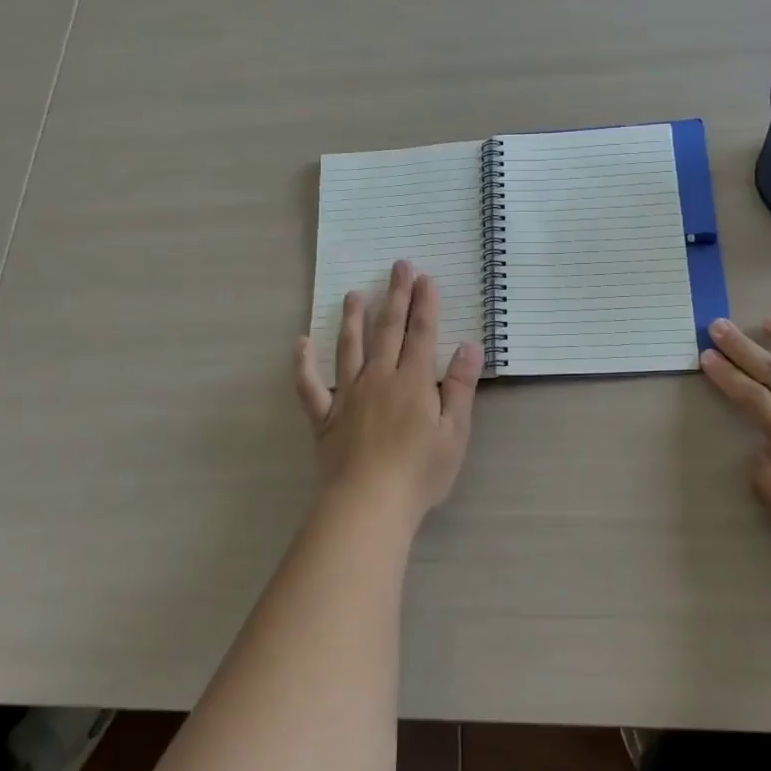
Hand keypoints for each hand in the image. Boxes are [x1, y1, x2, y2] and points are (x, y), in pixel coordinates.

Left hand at [294, 259, 482, 522]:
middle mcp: (379, 378)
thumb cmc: (419, 472)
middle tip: (398, 266)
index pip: (421, 333)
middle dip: (395, 296)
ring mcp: (348, 395)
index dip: (425, 304)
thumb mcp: (454, 432)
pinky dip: (303, 363)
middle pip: (388, 330)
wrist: (369, 504)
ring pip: (349, 347)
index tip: (425, 277)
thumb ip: (460, 387)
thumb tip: (469, 345)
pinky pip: (310, 385)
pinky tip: (300, 342)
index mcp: (413, 382)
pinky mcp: (325, 416)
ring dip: (353, 318)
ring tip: (355, 294)